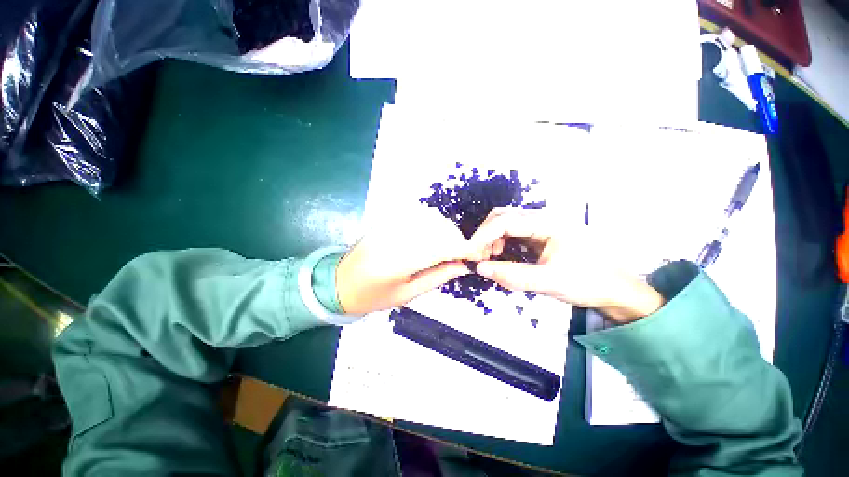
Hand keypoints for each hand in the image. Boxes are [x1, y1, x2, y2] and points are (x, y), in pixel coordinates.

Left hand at [336, 210, 481, 314]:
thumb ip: (437, 277)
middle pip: (439, 229)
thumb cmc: (373, 295)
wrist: (339, 282)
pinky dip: (432, 224)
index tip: (477, 255)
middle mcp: (397, 237)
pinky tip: (431, 237)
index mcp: (400, 261)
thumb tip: (462, 266)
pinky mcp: (387, 220)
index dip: (464, 249)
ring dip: (446, 231)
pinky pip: (418, 215)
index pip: (441, 247)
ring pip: (431, 218)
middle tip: (460, 256)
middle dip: (457, 241)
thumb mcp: (407, 294)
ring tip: (446, 248)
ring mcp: (390, 225)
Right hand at [469, 208, 664, 322]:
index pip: (504, 221)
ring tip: (488, 258)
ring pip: (505, 223)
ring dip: (491, 239)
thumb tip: (480, 268)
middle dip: (485, 235)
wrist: (616, 289)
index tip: (469, 254)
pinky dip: (499, 243)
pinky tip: (500, 256)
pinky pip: (512, 233)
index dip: (482, 236)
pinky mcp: (540, 235)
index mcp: (548, 222)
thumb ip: (512, 276)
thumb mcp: (550, 282)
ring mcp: (541, 225)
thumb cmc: (588, 283)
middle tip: (478, 257)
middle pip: (502, 216)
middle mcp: (542, 218)